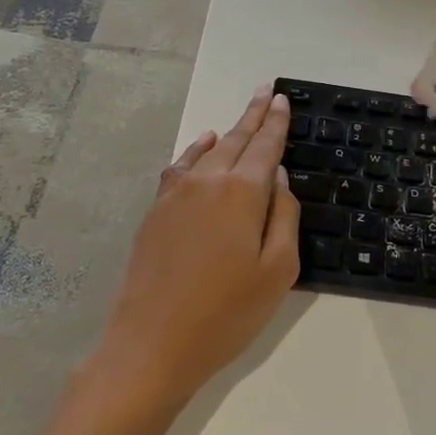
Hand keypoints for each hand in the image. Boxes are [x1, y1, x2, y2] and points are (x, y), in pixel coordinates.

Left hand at [90, 87, 300, 411]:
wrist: (151, 344)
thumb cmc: (226, 313)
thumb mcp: (277, 271)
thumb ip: (284, 216)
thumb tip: (277, 177)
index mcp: (243, 192)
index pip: (265, 146)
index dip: (275, 122)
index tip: (280, 98)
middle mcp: (208, 181)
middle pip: (236, 139)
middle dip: (253, 115)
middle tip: (264, 91)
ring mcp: (176, 194)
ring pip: (208, 150)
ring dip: (228, 131)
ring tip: (242, 115)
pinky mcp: (156, 210)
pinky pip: (181, 167)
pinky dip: (195, 150)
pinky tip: (202, 145)